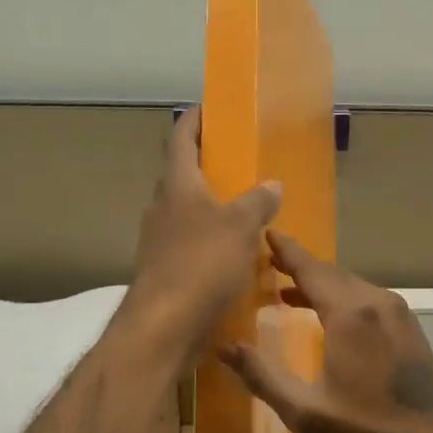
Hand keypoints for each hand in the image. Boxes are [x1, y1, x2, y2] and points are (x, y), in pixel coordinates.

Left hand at [123, 108, 281, 357]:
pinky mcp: (166, 272)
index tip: (209, 107)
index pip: (181, 139)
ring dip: (211, 209)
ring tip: (246, 211)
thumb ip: (257, 202)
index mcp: (177, 186)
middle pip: (183, 177)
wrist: (165, 325)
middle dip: (208, 167)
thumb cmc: (202, 264)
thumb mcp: (240, 227)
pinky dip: (211, 243)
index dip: (194, 120)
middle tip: (240, 164)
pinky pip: (191, 247)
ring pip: (187, 214)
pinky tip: (235, 255)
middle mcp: (163, 208)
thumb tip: (272, 184)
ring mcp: (160, 242)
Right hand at [219, 233, 432, 432]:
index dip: (287, 251)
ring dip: (323, 285)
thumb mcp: (305, 411)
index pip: (311, 269)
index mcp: (350, 313)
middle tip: (271, 263)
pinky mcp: (411, 331)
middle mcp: (377, 302)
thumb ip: (262, 376)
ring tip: (291, 291)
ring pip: (353, 287)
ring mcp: (400, 315)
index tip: (267, 233)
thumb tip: (224, 347)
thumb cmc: (366, 431)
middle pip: (332, 274)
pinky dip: (345, 299)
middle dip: (301, 267)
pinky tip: (331, 318)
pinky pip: (371, 301)